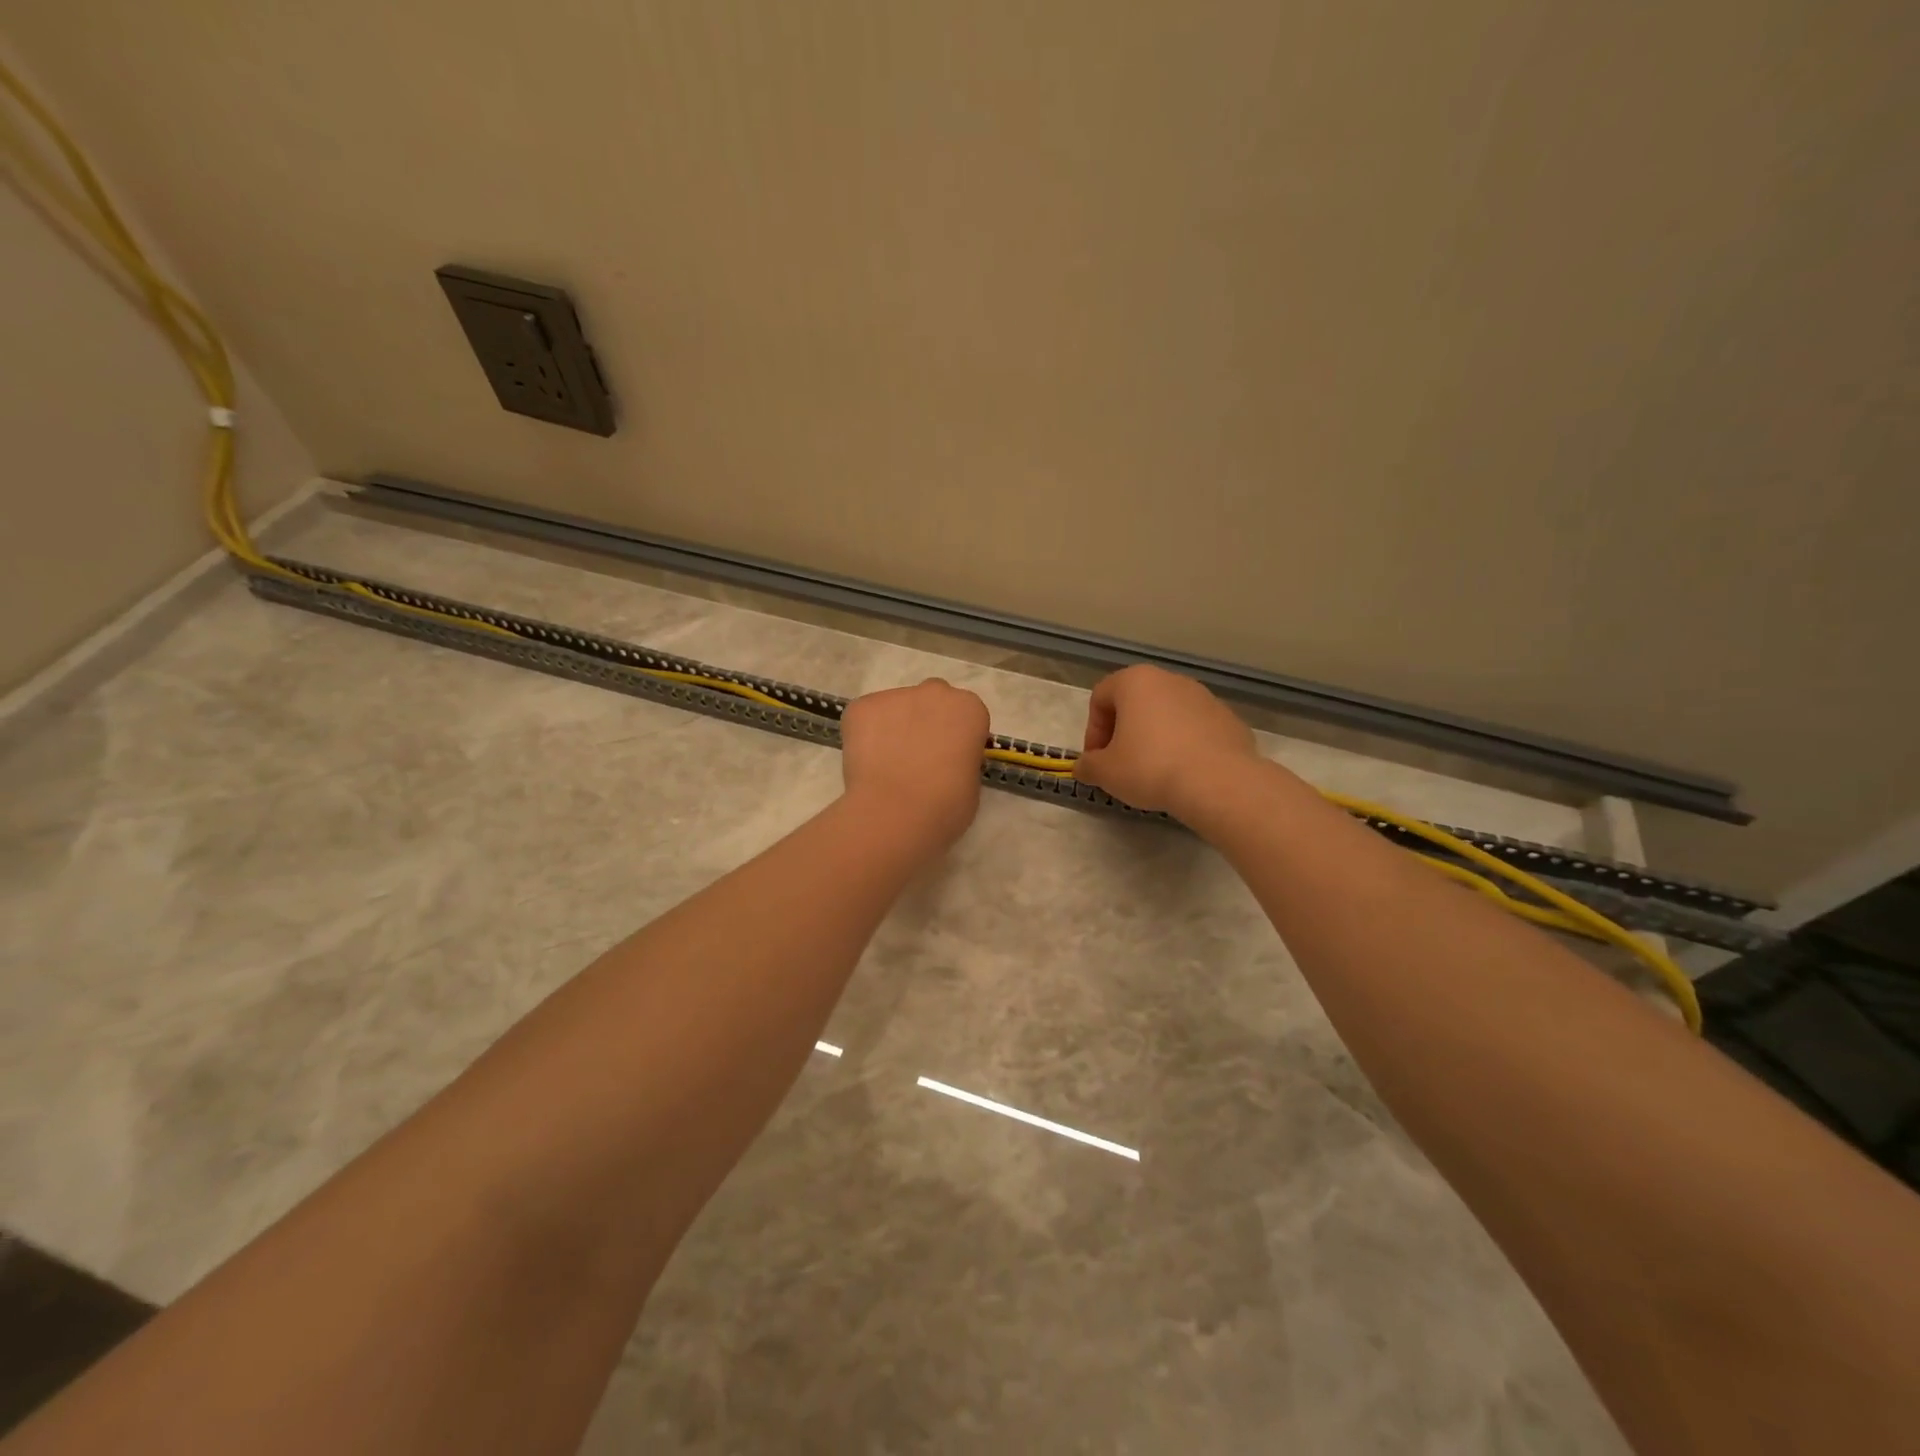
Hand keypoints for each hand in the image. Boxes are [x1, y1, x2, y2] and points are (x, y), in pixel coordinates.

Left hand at [839, 678, 990, 847]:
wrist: (895, 814)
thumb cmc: (945, 806)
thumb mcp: (971, 784)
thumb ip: (961, 760)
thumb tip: (943, 763)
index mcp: (969, 709)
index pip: (965, 716)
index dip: (956, 738)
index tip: (949, 760)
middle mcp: (934, 692)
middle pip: (932, 702)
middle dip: (926, 722)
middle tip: (917, 758)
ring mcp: (895, 696)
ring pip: (896, 709)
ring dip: (894, 728)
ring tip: (886, 766)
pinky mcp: (861, 706)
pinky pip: (866, 718)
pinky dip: (865, 735)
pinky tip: (867, 764)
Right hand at [1073, 665, 1262, 817]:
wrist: (1218, 783)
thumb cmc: (1150, 768)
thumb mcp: (1105, 772)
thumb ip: (1088, 766)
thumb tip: (1084, 767)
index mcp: (1135, 681)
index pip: (1100, 697)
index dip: (1092, 731)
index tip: (1097, 760)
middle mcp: (1170, 680)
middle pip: (1135, 702)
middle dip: (1123, 732)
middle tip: (1121, 765)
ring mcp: (1204, 697)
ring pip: (1167, 715)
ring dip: (1154, 738)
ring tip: (1154, 771)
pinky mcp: (1228, 719)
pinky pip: (1195, 729)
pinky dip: (1184, 746)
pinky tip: (1184, 773)